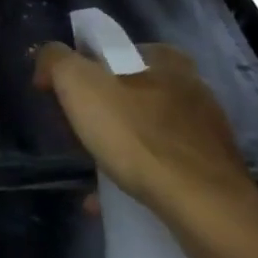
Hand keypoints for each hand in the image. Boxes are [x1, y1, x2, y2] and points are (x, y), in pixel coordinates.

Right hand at [32, 41, 257, 229]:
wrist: (202, 207)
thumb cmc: (138, 136)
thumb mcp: (80, 85)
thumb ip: (57, 61)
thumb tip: (47, 57)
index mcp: (164, 59)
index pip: (111, 51)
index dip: (80, 69)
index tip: (62, 97)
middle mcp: (191, 87)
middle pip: (128, 92)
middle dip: (99, 111)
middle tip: (74, 134)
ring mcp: (204, 130)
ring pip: (144, 130)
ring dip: (116, 146)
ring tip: (91, 170)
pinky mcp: (210, 169)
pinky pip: (160, 165)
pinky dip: (134, 175)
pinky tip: (111, 196)